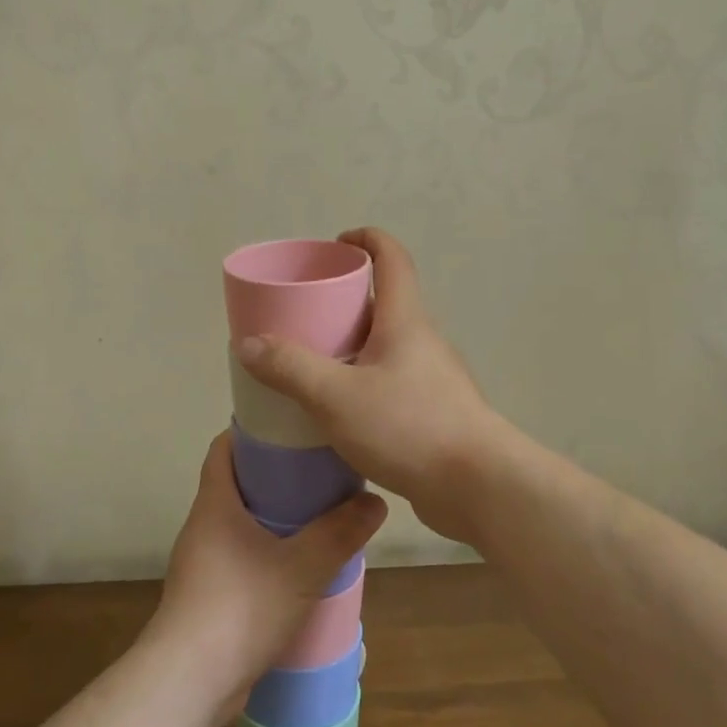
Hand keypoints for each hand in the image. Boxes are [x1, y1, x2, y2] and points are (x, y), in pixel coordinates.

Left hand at [148, 431, 385, 724]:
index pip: (223, 448)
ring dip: (272, 518)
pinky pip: (239, 558)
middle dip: (273, 475)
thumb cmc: (242, 606)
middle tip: (317, 473)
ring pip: (238, 524)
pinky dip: (265, 553)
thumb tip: (375, 502)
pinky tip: (298, 568)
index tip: (289, 428)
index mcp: (214, 504)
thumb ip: (340, 533)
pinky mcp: (206, 597)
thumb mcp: (303, 566)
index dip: (251, 431)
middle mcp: (202, 527)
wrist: (191, 681)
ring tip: (316, 518)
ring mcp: (201, 564)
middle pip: (235, 484)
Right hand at [234, 228, 504, 543]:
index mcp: (406, 321)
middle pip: (386, 303)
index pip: (392, 258)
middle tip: (306, 314)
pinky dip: (364, 383)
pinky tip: (340, 412)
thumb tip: (248, 342)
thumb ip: (290, 368)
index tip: (337, 243)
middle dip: (346, 300)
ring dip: (354, 346)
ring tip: (314, 365)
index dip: (367, 240)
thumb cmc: (409, 427)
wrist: (479, 487)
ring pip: (388, 348)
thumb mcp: (336, 396)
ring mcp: (433, 379)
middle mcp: (423, 342)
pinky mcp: (435, 413)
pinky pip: (392, 383)